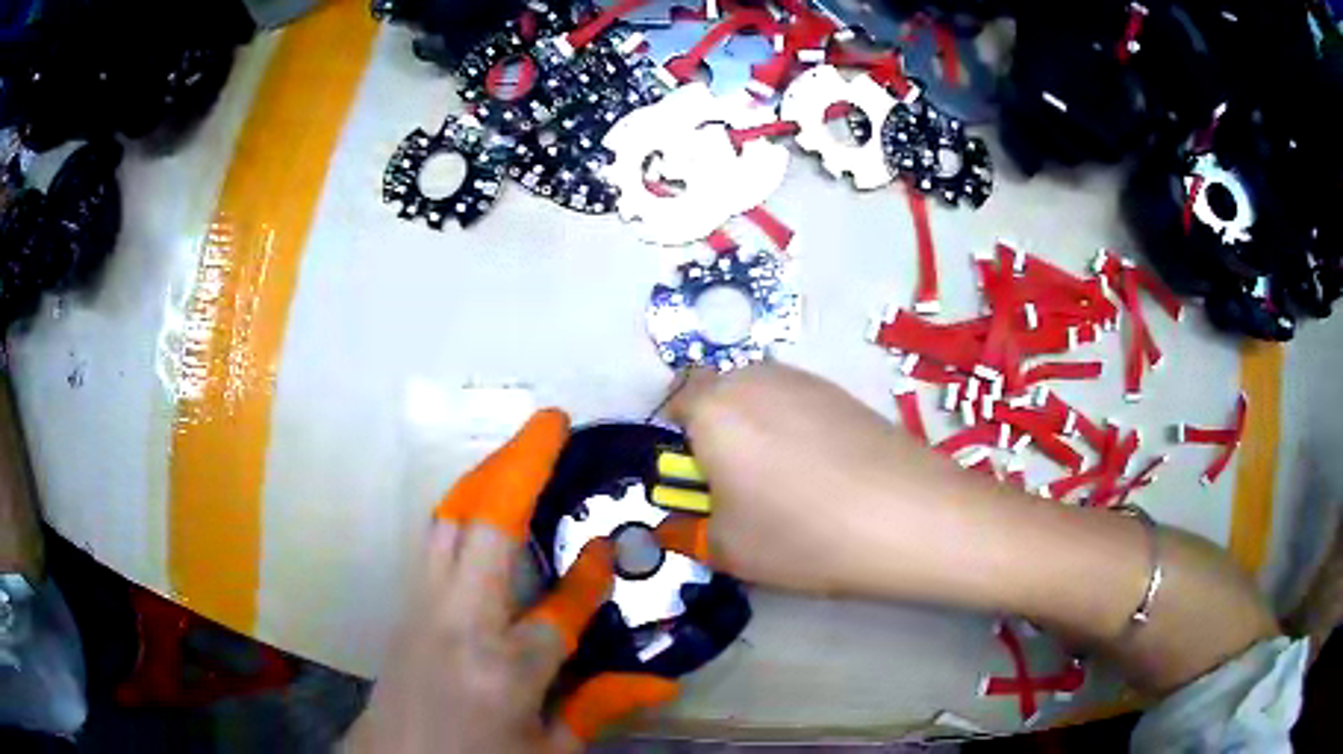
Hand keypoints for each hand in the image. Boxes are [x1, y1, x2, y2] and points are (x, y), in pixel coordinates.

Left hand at [344, 410, 677, 753]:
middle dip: (518, 466)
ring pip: (449, 522)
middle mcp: (459, 623)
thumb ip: (597, 710)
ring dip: (483, 478)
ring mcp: (424, 608)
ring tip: (518, 450)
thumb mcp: (548, 753)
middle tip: (548, 423)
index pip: (559, 611)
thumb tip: (662, 684)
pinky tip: (481, 504)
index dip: (590, 577)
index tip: (607, 541)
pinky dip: (462, 510)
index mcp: (504, 669)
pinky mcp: (406, 606)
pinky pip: (434, 542)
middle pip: (484, 527)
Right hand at [667, 363, 985, 597]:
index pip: (676, 401)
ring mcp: (806, 380)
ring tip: (788, 481)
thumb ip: (688, 532)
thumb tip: (676, 525)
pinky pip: (799, 403)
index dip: (680, 441)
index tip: (698, 481)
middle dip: (718, 432)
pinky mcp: (844, 391)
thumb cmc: (802, 533)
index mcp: (715, 408)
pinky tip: (826, 472)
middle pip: (720, 394)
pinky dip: (797, 429)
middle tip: (739, 484)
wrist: (908, 516)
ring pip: (761, 397)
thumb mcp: (728, 549)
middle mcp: (755, 378)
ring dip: (758, 429)